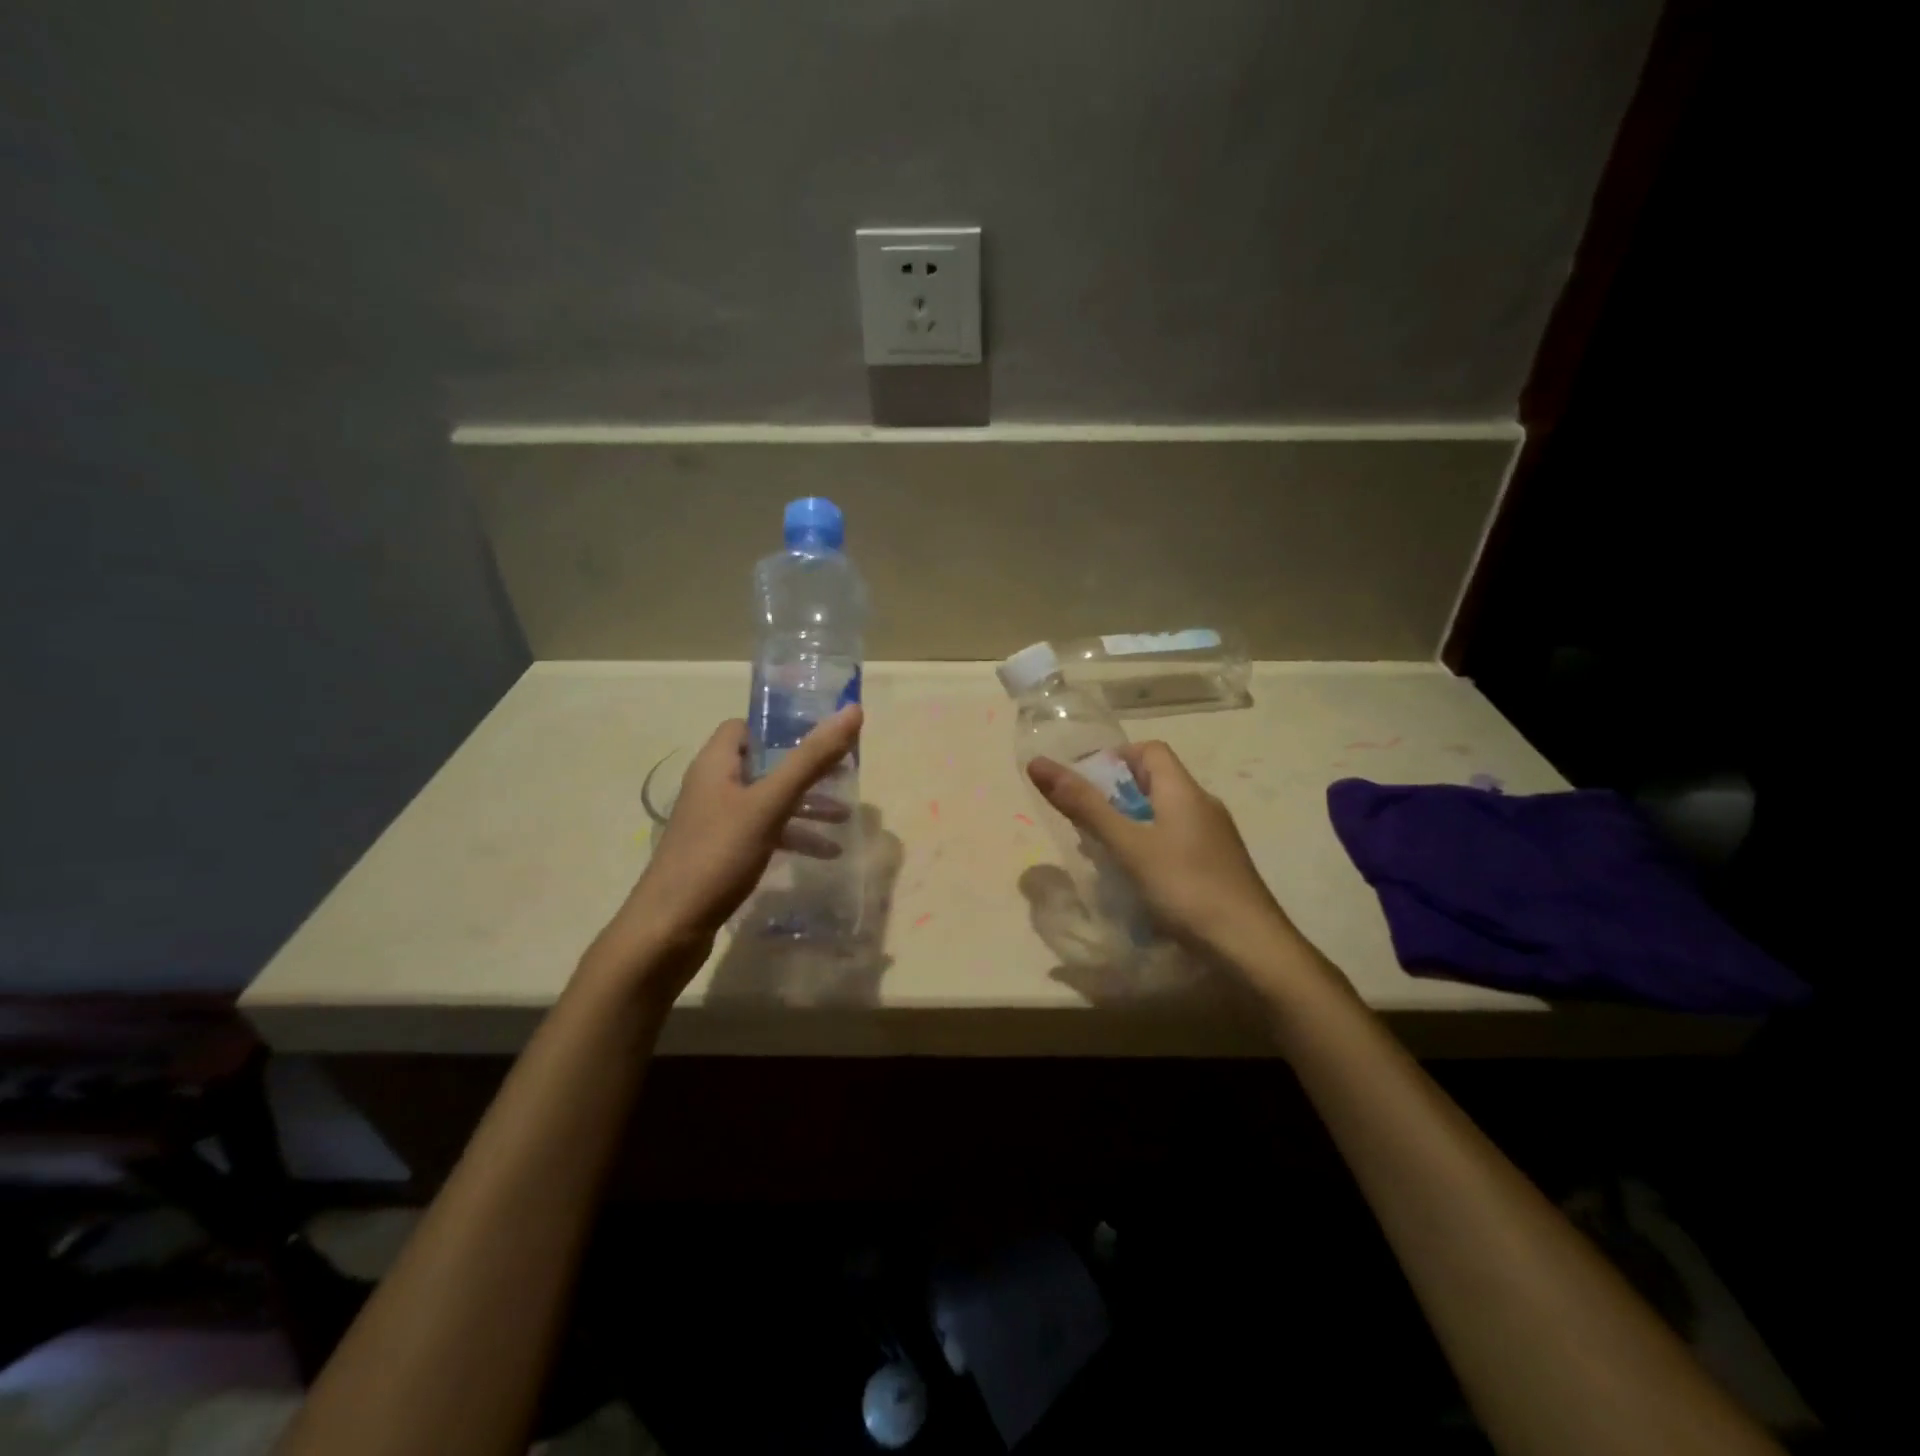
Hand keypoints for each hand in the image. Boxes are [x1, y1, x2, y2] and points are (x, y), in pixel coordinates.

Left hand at [584, 706, 863, 997]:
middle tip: (844, 773)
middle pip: (764, 764)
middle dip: (805, 769)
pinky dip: (793, 836)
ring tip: (844, 818)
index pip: (746, 727)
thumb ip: (810, 759)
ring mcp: (715, 823)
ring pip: (768, 801)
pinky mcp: (721, 854)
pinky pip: (764, 832)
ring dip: (805, 806)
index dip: (781, 726)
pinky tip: (824, 854)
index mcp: (716, 765)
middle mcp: (713, 787)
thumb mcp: (769, 804)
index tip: (821, 734)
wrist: (668, 929)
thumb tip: (852, 710)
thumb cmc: (717, 856)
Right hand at [1027, 741, 1293, 965]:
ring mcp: (1215, 838)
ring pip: (1164, 815)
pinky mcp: (1219, 867)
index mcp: (1184, 791)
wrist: (1252, 947)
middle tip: (1084, 823)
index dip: (1114, 758)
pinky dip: (1149, 849)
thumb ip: (1084, 806)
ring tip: (1101, 853)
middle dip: (1115, 796)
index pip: (1149, 751)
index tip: (1084, 785)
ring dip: (1130, 825)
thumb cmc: (1186, 888)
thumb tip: (1038, 763)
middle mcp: (1203, 806)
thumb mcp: (1128, 845)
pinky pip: (1176, 842)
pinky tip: (1136, 880)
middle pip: (1155, 782)